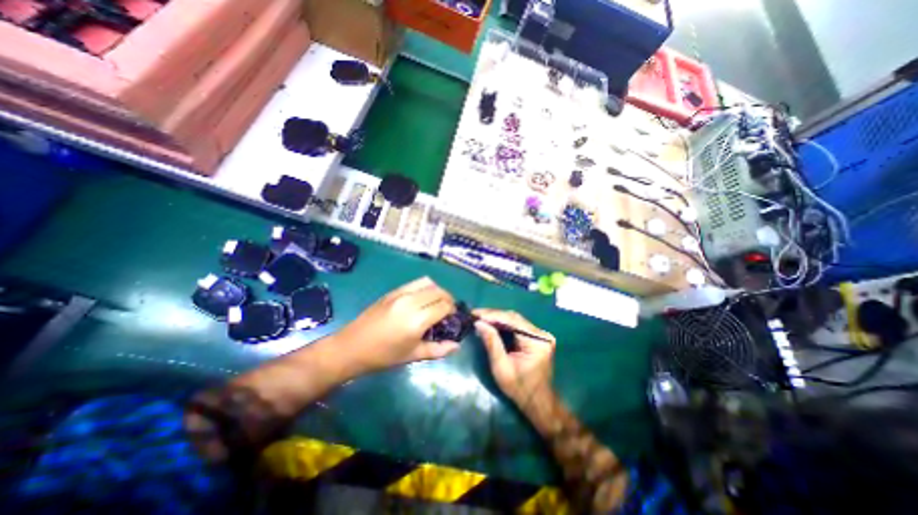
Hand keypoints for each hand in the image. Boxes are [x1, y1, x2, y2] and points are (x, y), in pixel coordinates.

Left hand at [335, 278, 458, 374]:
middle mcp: (411, 302)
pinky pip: (415, 283)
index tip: (452, 319)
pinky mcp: (392, 291)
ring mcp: (400, 294)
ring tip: (435, 303)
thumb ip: (438, 350)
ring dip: (437, 291)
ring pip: (428, 282)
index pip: (444, 306)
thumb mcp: (413, 356)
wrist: (351, 347)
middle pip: (439, 291)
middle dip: (448, 299)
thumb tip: (457, 346)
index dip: (452, 311)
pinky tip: (421, 300)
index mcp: (417, 320)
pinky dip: (424, 288)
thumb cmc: (384, 356)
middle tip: (446, 312)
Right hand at [478, 310, 555, 410]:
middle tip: (475, 314)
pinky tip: (491, 323)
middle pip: (514, 317)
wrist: (538, 401)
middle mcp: (541, 334)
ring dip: (497, 318)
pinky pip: (517, 325)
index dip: (492, 315)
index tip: (475, 313)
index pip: (512, 321)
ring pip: (515, 319)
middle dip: (493, 315)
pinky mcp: (536, 336)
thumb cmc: (519, 389)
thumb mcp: (501, 367)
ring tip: (480, 317)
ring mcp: (540, 334)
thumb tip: (479, 323)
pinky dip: (503, 324)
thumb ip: (491, 343)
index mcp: (537, 342)